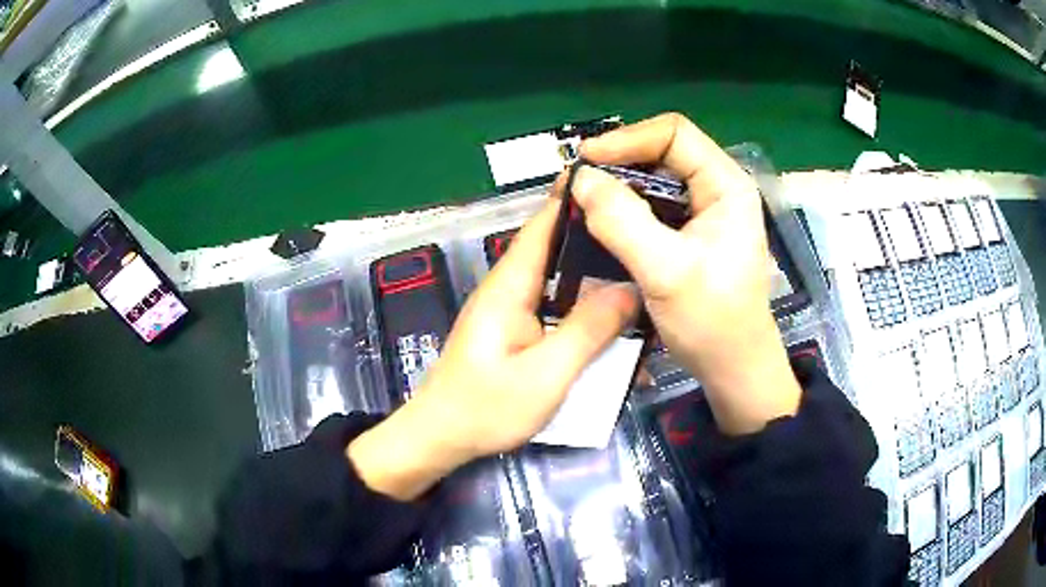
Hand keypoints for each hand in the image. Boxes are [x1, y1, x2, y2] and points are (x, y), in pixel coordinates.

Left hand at [348, 199, 638, 499]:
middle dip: (597, 237)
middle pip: (556, 249)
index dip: (574, 199)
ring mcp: (512, 311)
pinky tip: (614, 317)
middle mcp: (509, 288)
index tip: (615, 181)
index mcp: (510, 285)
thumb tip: (630, 288)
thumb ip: (589, 329)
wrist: (441, 437)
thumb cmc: (487, 407)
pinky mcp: (516, 333)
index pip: (543, 226)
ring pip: (560, 280)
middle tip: (644, 229)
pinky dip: (584, 307)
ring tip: (640, 267)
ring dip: (595, 274)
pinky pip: (556, 309)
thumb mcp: (547, 373)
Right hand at [572, 112, 801, 434]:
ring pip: (652, 181)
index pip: (674, 134)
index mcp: (726, 185)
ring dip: (616, 188)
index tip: (585, 160)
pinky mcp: (689, 233)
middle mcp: (716, 189)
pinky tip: (599, 224)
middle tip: (576, 183)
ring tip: (580, 202)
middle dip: (617, 163)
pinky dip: (623, 211)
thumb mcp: (667, 272)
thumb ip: (623, 222)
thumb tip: (581, 179)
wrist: (732, 368)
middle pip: (661, 153)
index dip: (627, 139)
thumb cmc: (714, 323)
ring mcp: (703, 211)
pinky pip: (651, 208)